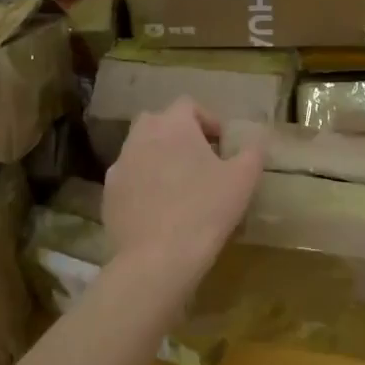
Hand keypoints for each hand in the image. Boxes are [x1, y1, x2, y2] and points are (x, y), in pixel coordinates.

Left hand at [103, 98, 265, 301]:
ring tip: (181, 187)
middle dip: (179, 136)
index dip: (208, 119)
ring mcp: (119, 165)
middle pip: (160, 123)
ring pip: (141, 151)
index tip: (222, 144)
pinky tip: (161, 210)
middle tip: (201, 160)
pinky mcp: (108, 194)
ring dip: (160, 159)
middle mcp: (140, 137)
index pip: (188, 105)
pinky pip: (130, 180)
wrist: (156, 259)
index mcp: (172, 125)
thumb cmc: (205, 210)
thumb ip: (252, 152)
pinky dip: (144, 186)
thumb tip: (255, 141)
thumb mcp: (242, 180)